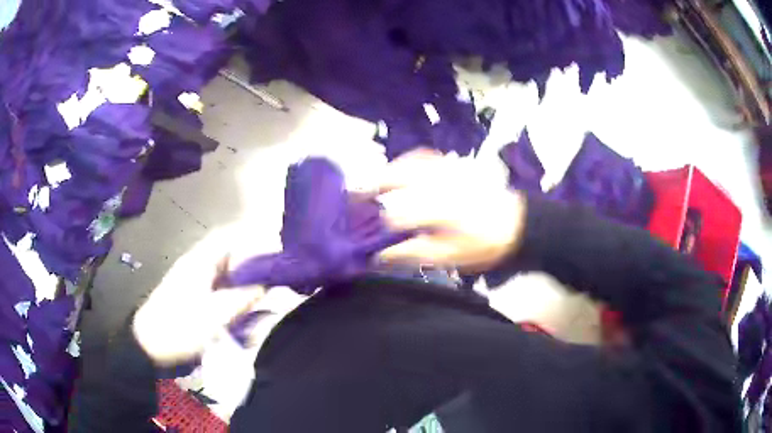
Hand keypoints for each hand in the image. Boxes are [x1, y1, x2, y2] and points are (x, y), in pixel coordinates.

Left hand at [132, 238, 264, 365]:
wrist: (148, 344)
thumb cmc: (179, 328)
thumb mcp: (213, 316)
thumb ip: (241, 298)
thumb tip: (265, 283)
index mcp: (199, 261)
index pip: (227, 236)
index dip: (250, 239)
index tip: (272, 253)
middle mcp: (197, 264)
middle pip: (228, 252)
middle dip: (251, 260)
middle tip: (272, 277)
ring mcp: (194, 279)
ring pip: (225, 269)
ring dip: (243, 277)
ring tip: (262, 292)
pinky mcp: (193, 294)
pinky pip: (219, 284)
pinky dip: (234, 289)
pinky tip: (243, 304)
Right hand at [377, 150, 526, 271]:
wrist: (516, 222)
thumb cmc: (483, 245)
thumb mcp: (449, 257)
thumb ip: (412, 254)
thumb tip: (379, 256)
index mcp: (439, 210)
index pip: (396, 212)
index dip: (376, 221)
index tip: (362, 231)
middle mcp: (439, 184)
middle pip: (396, 178)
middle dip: (371, 187)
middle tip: (353, 198)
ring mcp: (446, 170)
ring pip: (407, 164)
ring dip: (384, 173)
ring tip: (370, 185)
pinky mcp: (453, 164)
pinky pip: (422, 157)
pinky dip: (404, 163)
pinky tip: (398, 171)